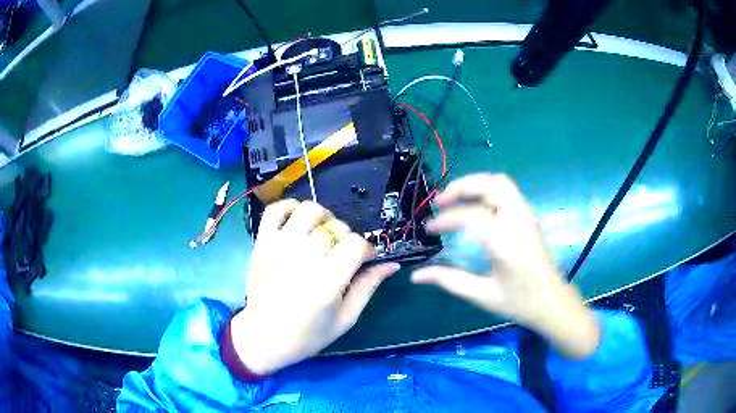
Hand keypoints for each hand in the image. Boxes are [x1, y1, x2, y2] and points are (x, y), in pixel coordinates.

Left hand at [230, 200, 399, 373]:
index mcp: (326, 282)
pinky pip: (274, 210)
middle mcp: (302, 259)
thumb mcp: (346, 318)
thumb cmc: (308, 334)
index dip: (367, 248)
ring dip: (322, 217)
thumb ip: (368, 287)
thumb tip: (392, 265)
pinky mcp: (261, 244)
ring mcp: (278, 248)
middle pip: (335, 227)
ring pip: (308, 210)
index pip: (356, 244)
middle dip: (346, 236)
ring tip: (322, 233)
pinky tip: (298, 220)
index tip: (364, 258)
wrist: (264, 338)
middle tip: (341, 252)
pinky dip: (289, 207)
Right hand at [411, 174, 598, 358]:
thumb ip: (449, 281)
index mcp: (506, 243)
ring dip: (474, 183)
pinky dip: (487, 188)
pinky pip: (507, 189)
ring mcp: (527, 215)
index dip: (446, 219)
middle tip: (440, 202)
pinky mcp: (529, 215)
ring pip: (499, 181)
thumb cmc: (519, 301)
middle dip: (460, 187)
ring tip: (456, 198)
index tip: (429, 229)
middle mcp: (518, 221)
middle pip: (487, 185)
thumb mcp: (482, 295)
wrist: (552, 300)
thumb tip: (417, 276)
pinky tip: (476, 204)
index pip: (471, 216)